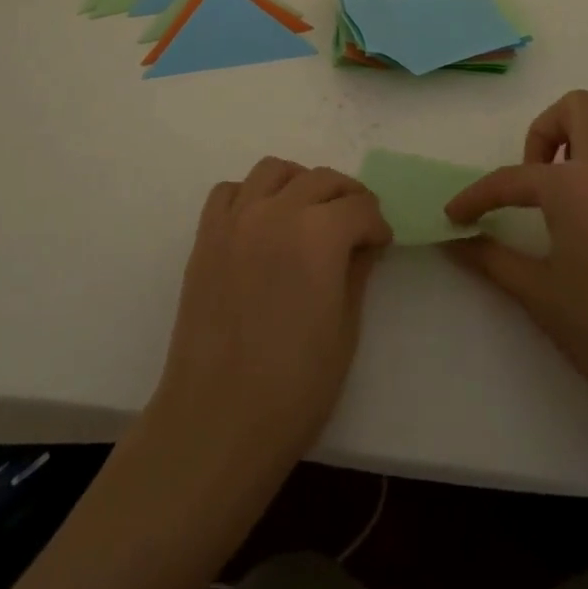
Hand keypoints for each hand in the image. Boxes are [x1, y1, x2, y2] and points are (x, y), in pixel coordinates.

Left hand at [149, 157, 392, 469]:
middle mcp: (277, 210)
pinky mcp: (206, 234)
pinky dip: (250, 195)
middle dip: (347, 196)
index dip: (377, 224)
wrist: (218, 418)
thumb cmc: (294, 386)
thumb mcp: (345, 330)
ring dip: (299, 182)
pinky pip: (230, 191)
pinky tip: (261, 222)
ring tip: (308, 211)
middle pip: (321, 179)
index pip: (360, 207)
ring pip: (273, 170)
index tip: (381, 243)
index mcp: (319, 233)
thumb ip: (356, 272)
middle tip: (356, 224)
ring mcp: (237, 218)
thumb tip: (364, 243)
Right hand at [444, 90, 587, 437]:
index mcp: (573, 187)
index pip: (511, 179)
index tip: (456, 216)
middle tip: (535, 176)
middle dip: (547, 131)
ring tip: (577, 179)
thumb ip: (491, 260)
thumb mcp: (538, 296)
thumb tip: (454, 243)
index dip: (476, 197)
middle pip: (577, 108)